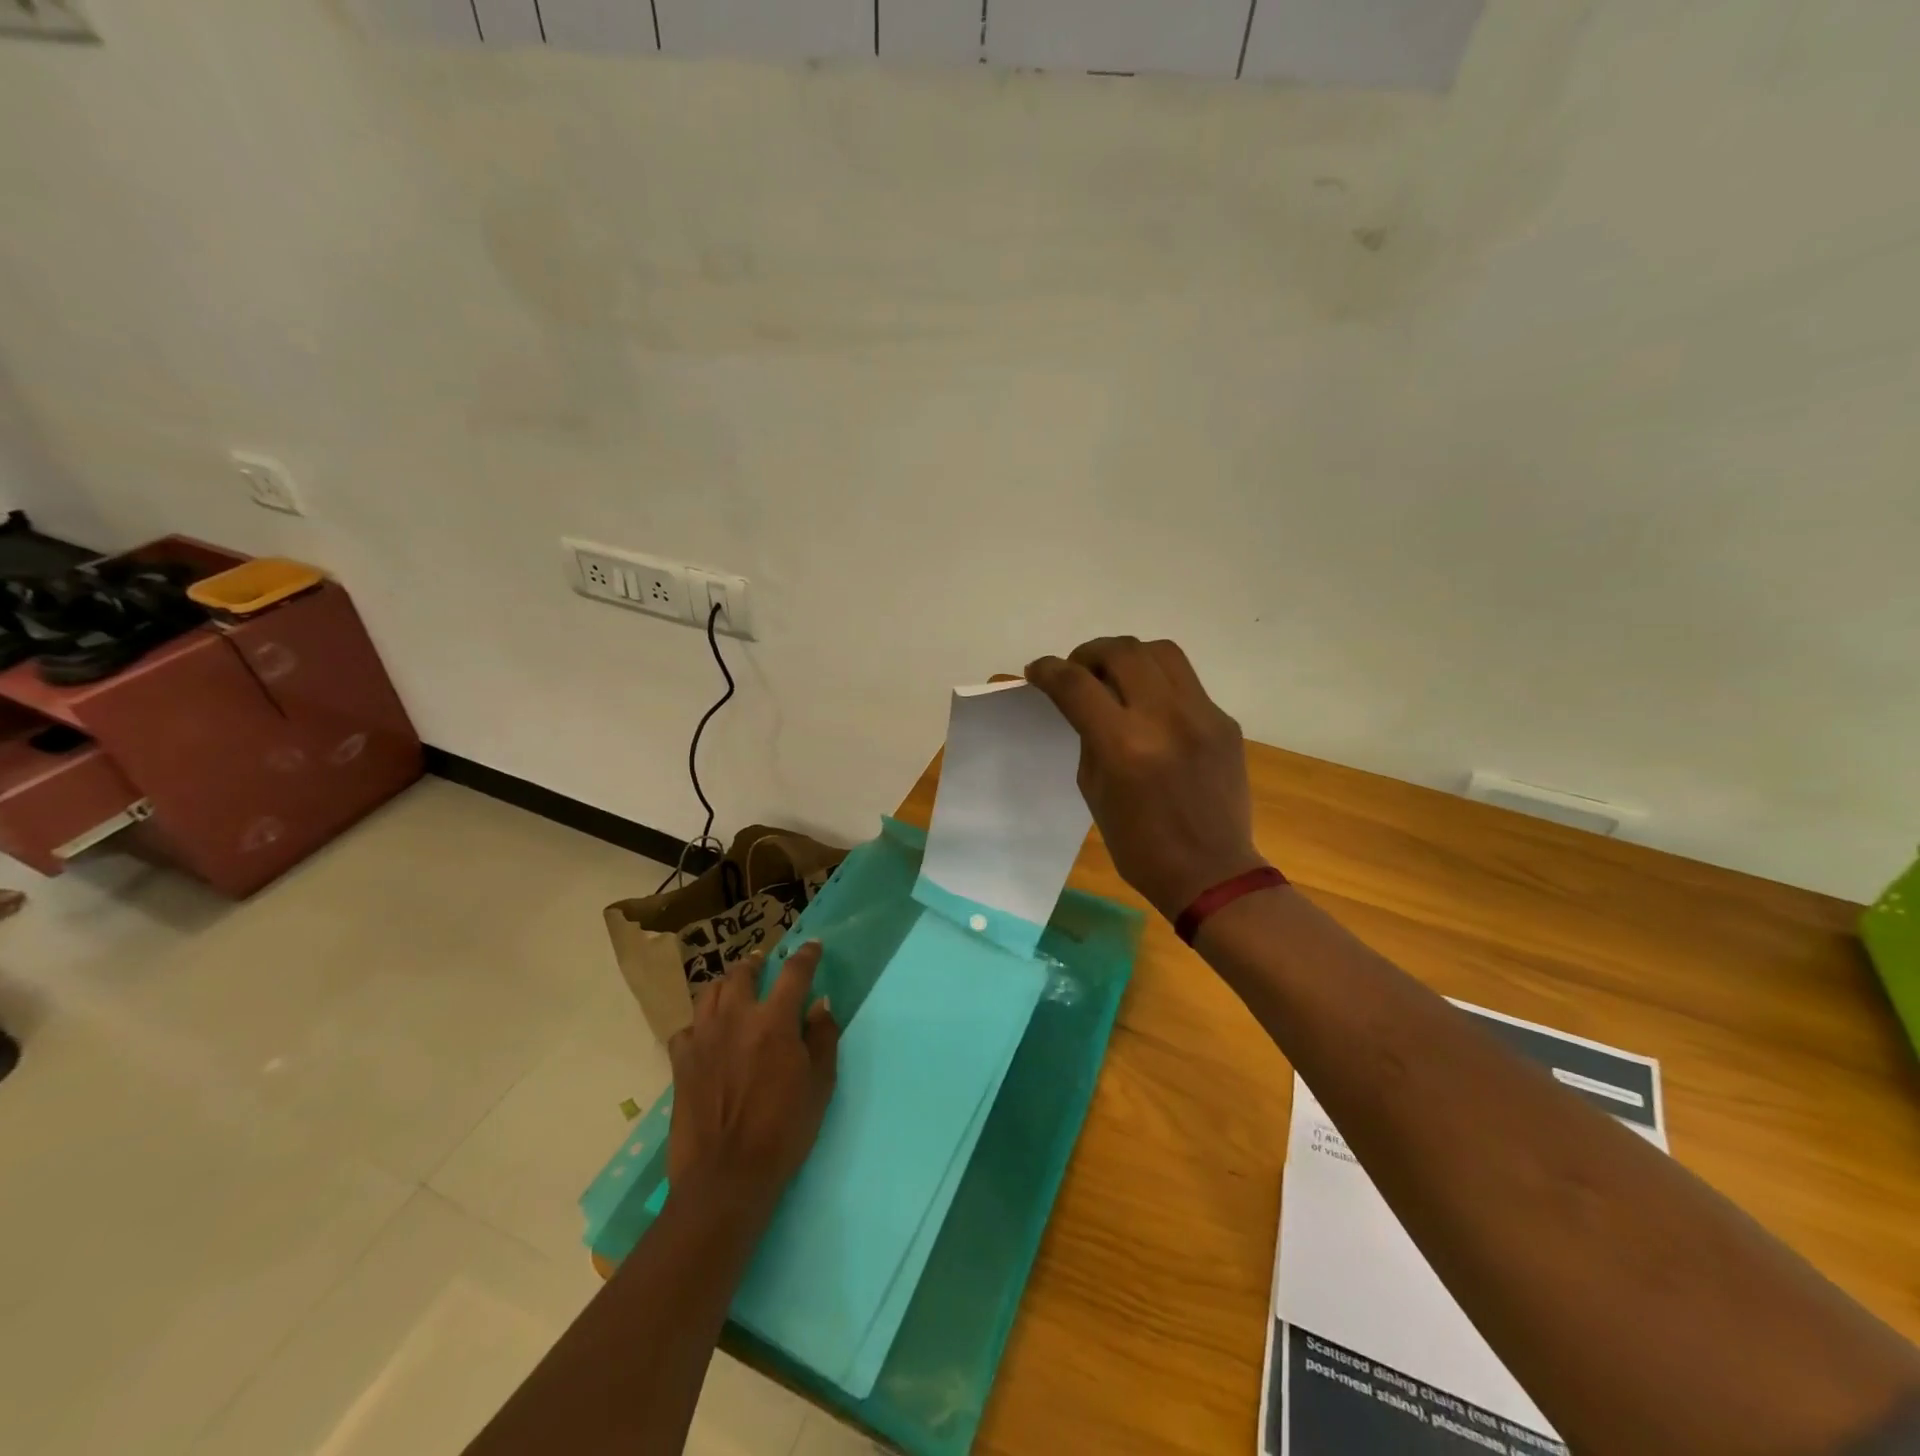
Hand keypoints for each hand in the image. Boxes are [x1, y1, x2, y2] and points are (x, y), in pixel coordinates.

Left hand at [667, 941, 839, 1213]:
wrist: (726, 1177)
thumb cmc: (784, 1130)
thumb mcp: (820, 1084)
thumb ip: (822, 1037)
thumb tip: (820, 1003)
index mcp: (775, 1020)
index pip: (794, 972)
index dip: (806, 955)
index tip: (813, 946)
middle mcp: (736, 1017)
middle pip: (743, 973)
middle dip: (757, 962)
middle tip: (764, 962)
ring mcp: (703, 1037)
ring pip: (711, 992)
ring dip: (727, 984)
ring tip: (735, 987)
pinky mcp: (680, 1061)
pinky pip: (688, 1027)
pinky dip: (700, 1022)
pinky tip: (707, 1032)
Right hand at [1026, 637, 1267, 920]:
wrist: (1211, 872)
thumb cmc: (1139, 845)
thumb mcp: (1094, 791)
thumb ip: (1089, 738)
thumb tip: (1083, 704)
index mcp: (1124, 746)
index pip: (1076, 685)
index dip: (1049, 670)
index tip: (1038, 671)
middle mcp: (1165, 718)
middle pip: (1122, 651)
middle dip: (1089, 652)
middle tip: (1078, 670)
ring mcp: (1202, 715)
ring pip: (1161, 652)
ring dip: (1128, 655)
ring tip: (1115, 676)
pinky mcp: (1225, 721)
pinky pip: (1186, 682)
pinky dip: (1158, 683)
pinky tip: (1151, 707)